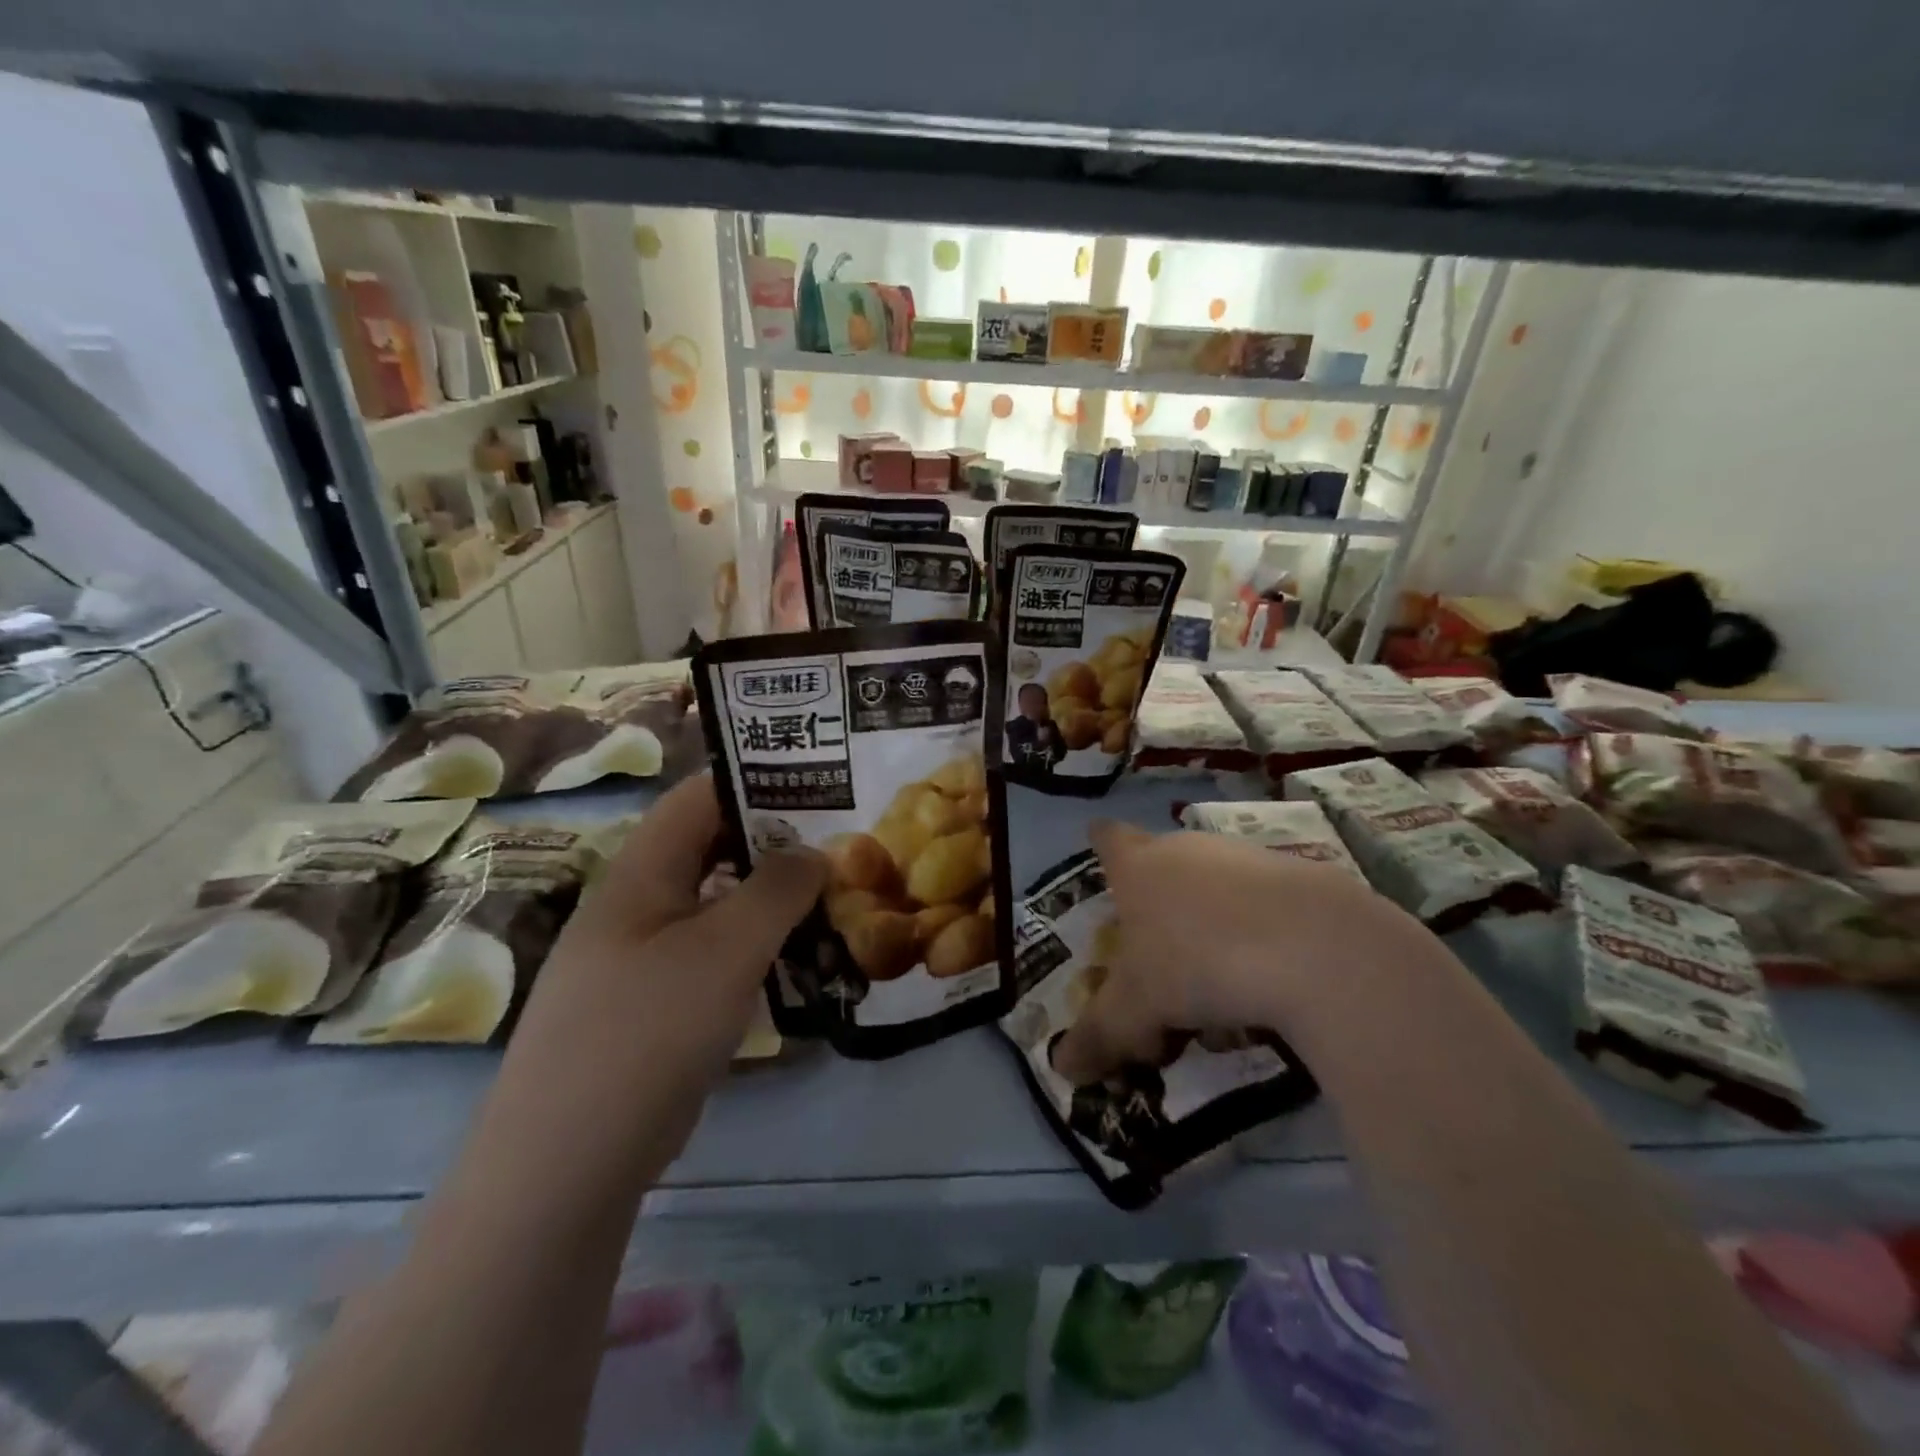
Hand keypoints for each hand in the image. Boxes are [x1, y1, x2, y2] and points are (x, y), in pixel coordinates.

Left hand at [507, 773, 826, 1099]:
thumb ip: (777, 890)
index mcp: (640, 874)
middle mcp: (635, 906)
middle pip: (707, 849)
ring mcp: (639, 959)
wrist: (566, 1163)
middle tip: (835, 846)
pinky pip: (708, 954)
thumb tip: (814, 852)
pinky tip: (790, 961)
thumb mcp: (726, 949)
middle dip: (771, 841)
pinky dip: (751, 946)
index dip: (753, 779)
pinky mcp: (650, 1006)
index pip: (697, 797)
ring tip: (826, 899)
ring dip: (766, 898)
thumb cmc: (648, 1031)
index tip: (816, 784)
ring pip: (712, 905)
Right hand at [1049, 818, 1425, 1083]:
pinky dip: (1257, 941)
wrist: (1315, 949)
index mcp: (1140, 866)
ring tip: (1215, 996)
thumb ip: (1099, 1035)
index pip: (1109, 838)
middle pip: (1163, 866)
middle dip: (1157, 908)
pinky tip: (1267, 988)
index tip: (1100, 845)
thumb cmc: (1197, 963)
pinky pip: (1264, 909)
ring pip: (1215, 891)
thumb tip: (1064, 1068)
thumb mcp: (1136, 1010)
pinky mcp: (1302, 879)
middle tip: (1155, 963)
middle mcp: (1189, 850)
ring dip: (1208, 933)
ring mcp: (1247, 859)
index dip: (1102, 843)